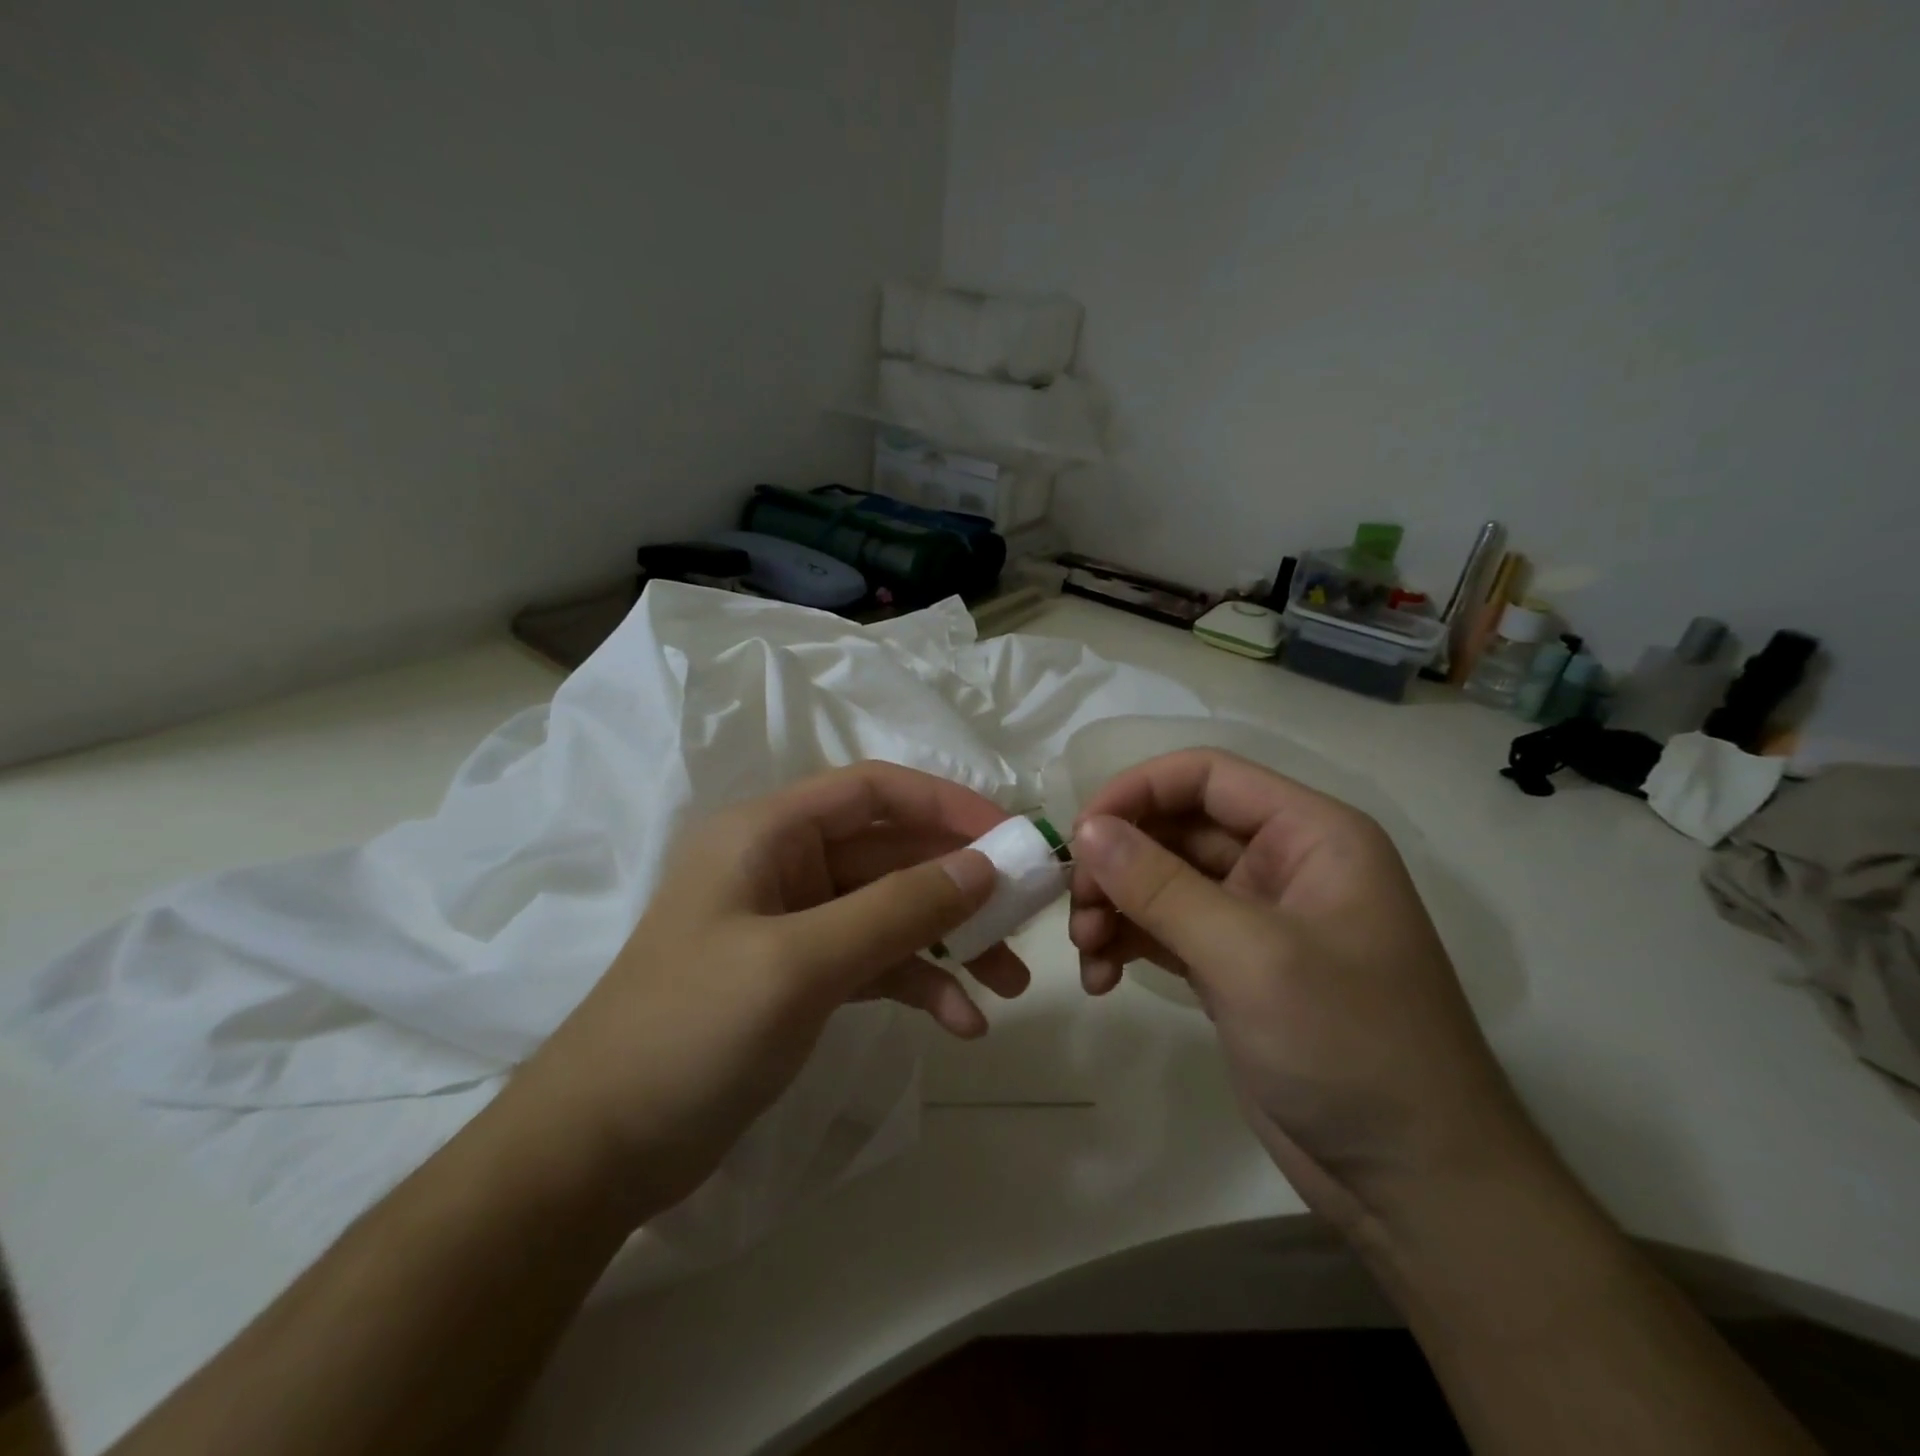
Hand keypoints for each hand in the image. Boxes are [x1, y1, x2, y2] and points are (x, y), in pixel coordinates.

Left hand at [510, 763, 1029, 1217]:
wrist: (598, 1150)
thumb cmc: (690, 1032)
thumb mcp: (801, 962)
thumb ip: (898, 909)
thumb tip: (985, 866)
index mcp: (768, 833)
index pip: (874, 791)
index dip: (946, 803)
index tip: (1011, 836)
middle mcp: (783, 865)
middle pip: (892, 852)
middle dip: (961, 885)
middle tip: (1027, 917)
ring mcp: (794, 924)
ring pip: (892, 911)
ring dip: (950, 942)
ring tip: (1010, 984)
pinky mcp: (802, 977)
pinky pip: (876, 962)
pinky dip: (920, 984)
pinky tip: (962, 1024)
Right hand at [1069, 749, 1538, 1235]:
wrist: (1413, 1185)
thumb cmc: (1349, 1047)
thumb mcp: (1250, 956)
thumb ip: (1161, 885)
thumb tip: (1085, 828)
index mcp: (1310, 834)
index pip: (1206, 775)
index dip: (1137, 791)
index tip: (1080, 835)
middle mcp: (1282, 863)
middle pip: (1176, 827)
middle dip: (1118, 862)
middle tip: (1075, 910)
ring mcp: (1256, 918)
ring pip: (1162, 880)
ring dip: (1115, 906)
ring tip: (1084, 952)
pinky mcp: (1233, 967)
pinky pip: (1164, 930)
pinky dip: (1127, 945)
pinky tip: (1101, 979)